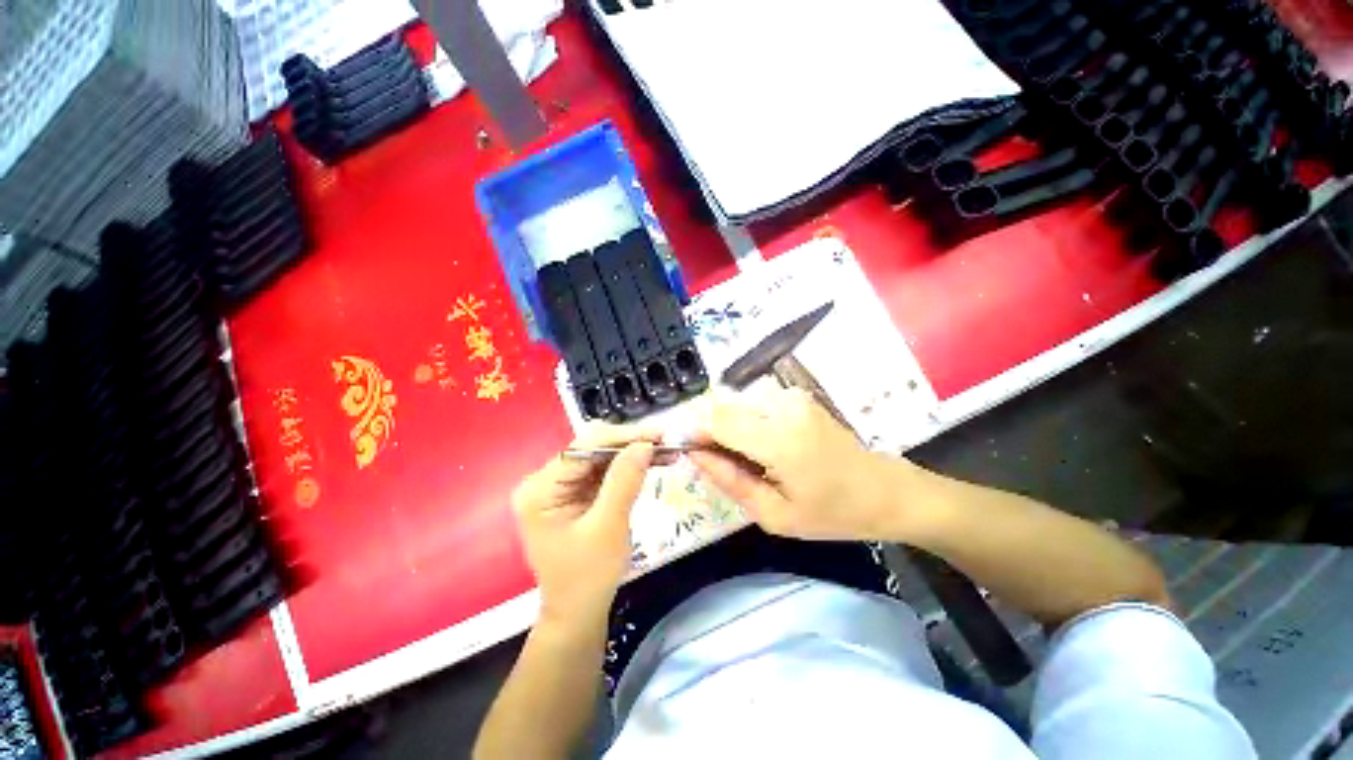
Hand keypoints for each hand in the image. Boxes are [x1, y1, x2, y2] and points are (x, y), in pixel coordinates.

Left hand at [512, 424, 659, 624]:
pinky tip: (653, 462)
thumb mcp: (608, 527)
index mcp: (540, 489)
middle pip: (593, 449)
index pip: (584, 448)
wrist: (579, 614)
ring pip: (602, 457)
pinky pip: (605, 471)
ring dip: (634, 454)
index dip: (623, 437)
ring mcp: (561, 486)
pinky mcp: (576, 493)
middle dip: (631, 445)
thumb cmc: (588, 577)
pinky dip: (630, 467)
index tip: (658, 435)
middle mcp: (546, 481)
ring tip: (666, 450)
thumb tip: (645, 444)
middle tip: (667, 442)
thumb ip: (624, 481)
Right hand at [688, 386, 908, 540]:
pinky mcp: (796, 394)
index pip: (717, 421)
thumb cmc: (832, 513)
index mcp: (781, 441)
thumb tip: (694, 454)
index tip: (676, 446)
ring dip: (725, 427)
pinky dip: (744, 421)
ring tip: (738, 457)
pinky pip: (753, 403)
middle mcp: (783, 407)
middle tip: (710, 461)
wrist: (884, 489)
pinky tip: (758, 444)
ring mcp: (792, 396)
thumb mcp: (775, 515)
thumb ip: (730, 481)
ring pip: (735, 404)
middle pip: (722, 408)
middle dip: (705, 430)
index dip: (690, 430)